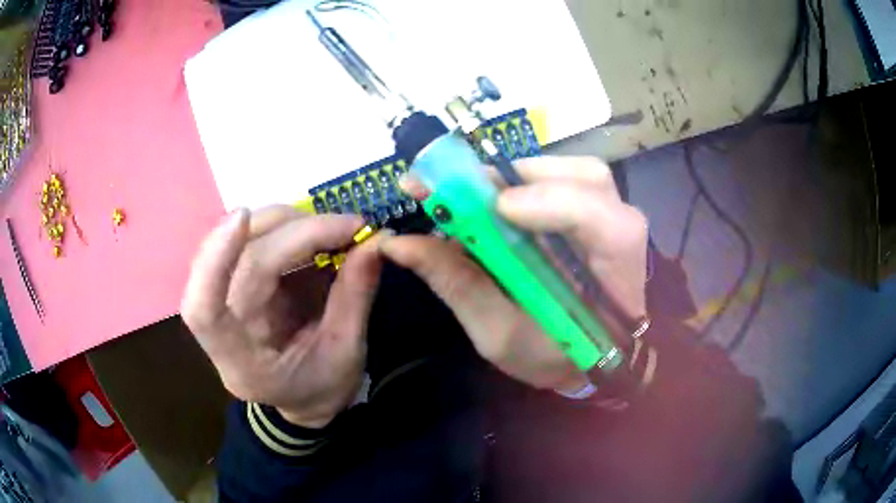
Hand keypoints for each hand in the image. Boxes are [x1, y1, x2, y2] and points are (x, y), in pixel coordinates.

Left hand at [181, 207, 381, 426]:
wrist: (305, 397)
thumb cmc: (323, 387)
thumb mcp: (347, 352)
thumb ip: (355, 295)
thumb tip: (375, 241)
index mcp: (242, 364)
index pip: (204, 310)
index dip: (214, 259)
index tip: (243, 217)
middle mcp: (224, 330)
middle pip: (239, 262)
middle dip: (294, 232)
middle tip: (349, 227)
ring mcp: (228, 301)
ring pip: (240, 243)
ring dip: (287, 222)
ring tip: (334, 229)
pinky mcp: (239, 281)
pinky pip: (251, 241)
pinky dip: (285, 227)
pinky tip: (315, 231)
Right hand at [380, 157, 647, 391]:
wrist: (593, 360)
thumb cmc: (554, 357)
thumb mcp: (500, 334)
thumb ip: (457, 284)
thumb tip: (399, 243)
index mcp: (613, 268)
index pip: (592, 215)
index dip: (543, 201)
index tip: (490, 209)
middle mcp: (621, 227)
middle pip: (579, 177)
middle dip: (513, 178)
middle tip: (452, 190)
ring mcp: (613, 212)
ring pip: (572, 170)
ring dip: (517, 176)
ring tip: (473, 197)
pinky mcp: (598, 209)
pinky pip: (566, 177)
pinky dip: (527, 182)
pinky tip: (499, 203)